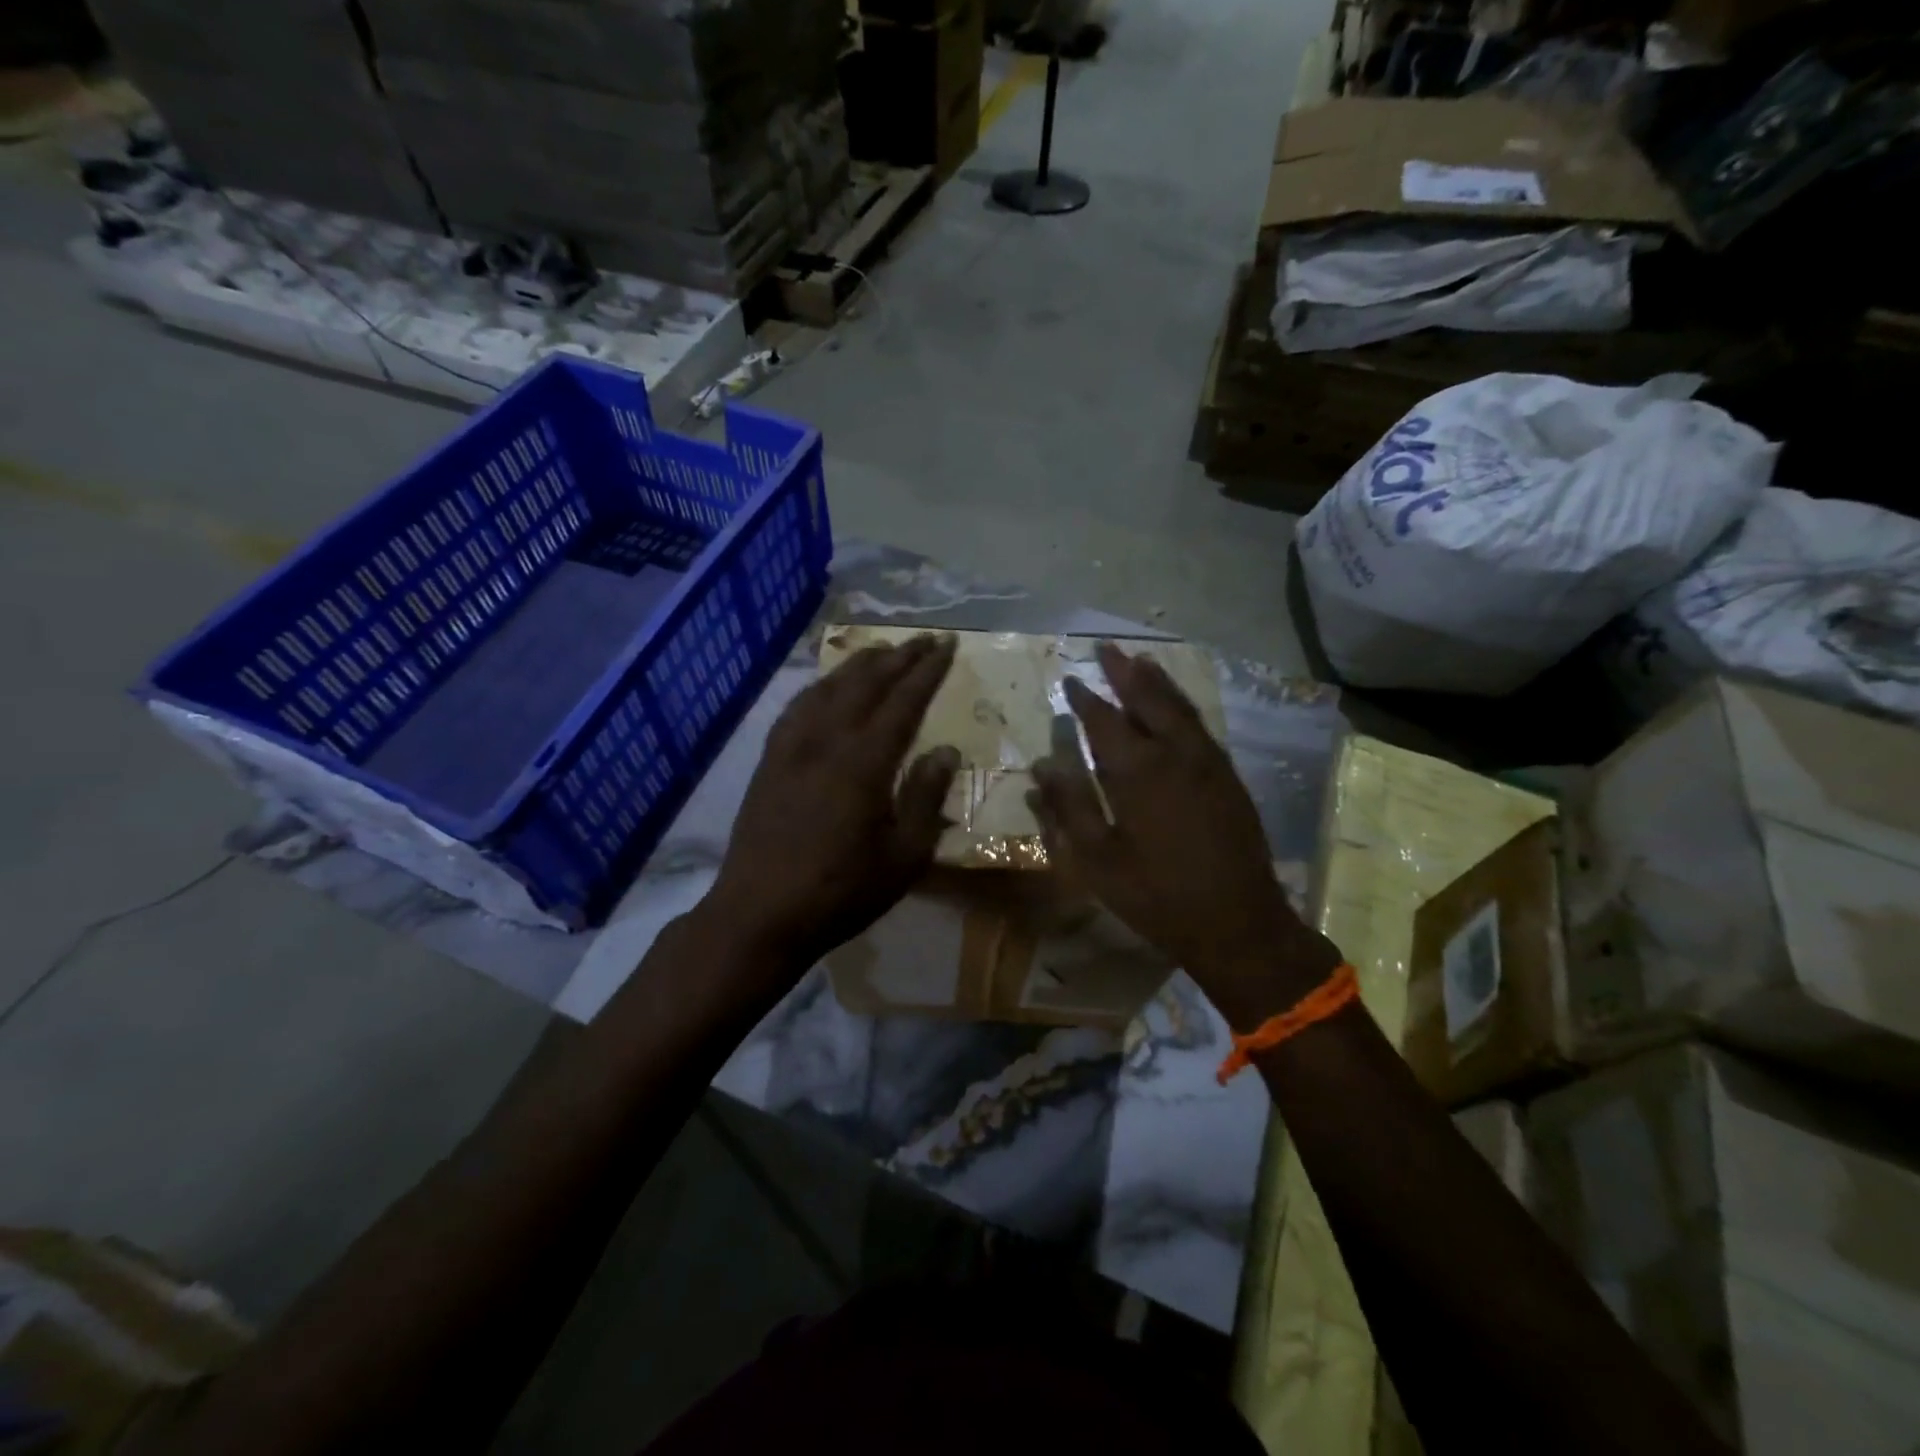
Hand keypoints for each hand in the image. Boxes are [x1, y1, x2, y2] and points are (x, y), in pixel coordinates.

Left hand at [702, 633, 958, 971]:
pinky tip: (826, 687)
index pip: (903, 701)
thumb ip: (925, 797)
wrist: (759, 913)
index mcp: (864, 762)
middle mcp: (826, 740)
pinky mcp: (769, 760)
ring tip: (882, 651)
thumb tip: (945, 750)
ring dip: (859, 664)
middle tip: (923, 638)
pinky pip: (797, 707)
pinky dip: (820, 686)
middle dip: (898, 656)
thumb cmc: (841, 891)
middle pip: (866, 683)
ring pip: (829, 688)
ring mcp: (792, 747)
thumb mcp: (903, 856)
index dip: (927, 671)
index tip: (947, 645)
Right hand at [1028, 642, 1337, 1029]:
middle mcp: (1175, 754)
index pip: (1104, 720)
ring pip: (1180, 708)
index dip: (1085, 698)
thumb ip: (1068, 808)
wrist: (1237, 922)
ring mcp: (1208, 763)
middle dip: (1125, 673)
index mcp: (1138, 772)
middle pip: (1148, 700)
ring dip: (1158, 682)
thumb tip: (1042, 765)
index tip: (1070, 678)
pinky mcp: (1229, 778)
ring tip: (1140, 661)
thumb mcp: (1097, 860)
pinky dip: (1184, 706)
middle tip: (1107, 648)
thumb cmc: (1156, 896)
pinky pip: (1201, 727)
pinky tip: (1176, 706)